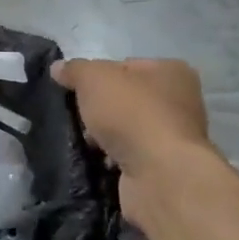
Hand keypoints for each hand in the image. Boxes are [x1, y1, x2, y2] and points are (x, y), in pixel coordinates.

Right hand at [50, 58, 210, 173]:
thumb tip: (58, 68)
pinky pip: (130, 154)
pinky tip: (100, 160)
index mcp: (171, 71)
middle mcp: (180, 101)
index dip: (97, 76)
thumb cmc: (131, 113)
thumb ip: (74, 69)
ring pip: (126, 128)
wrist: (159, 174)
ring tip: (86, 142)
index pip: (124, 65)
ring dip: (104, 136)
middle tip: (79, 118)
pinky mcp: (165, 166)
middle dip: (99, 109)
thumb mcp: (93, 78)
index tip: (77, 91)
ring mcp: (174, 136)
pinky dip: (113, 157)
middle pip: (125, 98)